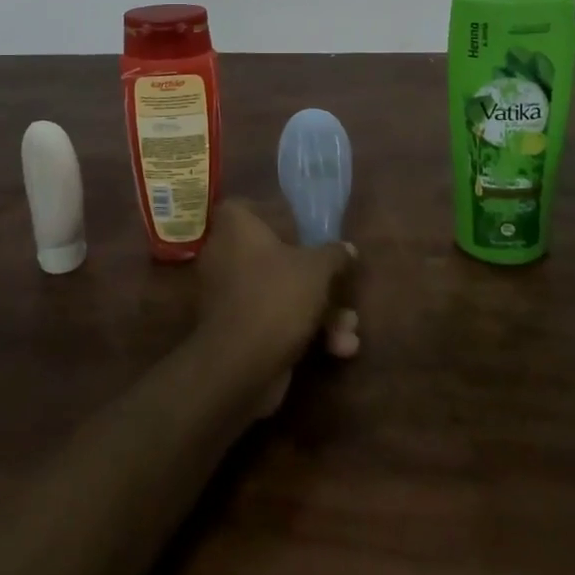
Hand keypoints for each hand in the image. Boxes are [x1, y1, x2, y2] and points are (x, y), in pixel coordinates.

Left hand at [196, 200, 358, 416]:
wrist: (239, 367)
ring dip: (319, 312)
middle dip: (315, 278)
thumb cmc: (276, 296)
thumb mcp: (317, 269)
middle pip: (275, 256)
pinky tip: (339, 348)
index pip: (250, 207)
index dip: (277, 216)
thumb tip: (347, 248)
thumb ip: (334, 254)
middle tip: (341, 287)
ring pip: (279, 292)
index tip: (305, 230)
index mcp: (235, 227)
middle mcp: (225, 255)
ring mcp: (228, 296)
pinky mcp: (235, 331)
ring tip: (350, 327)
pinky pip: (273, 320)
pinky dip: (302, 333)